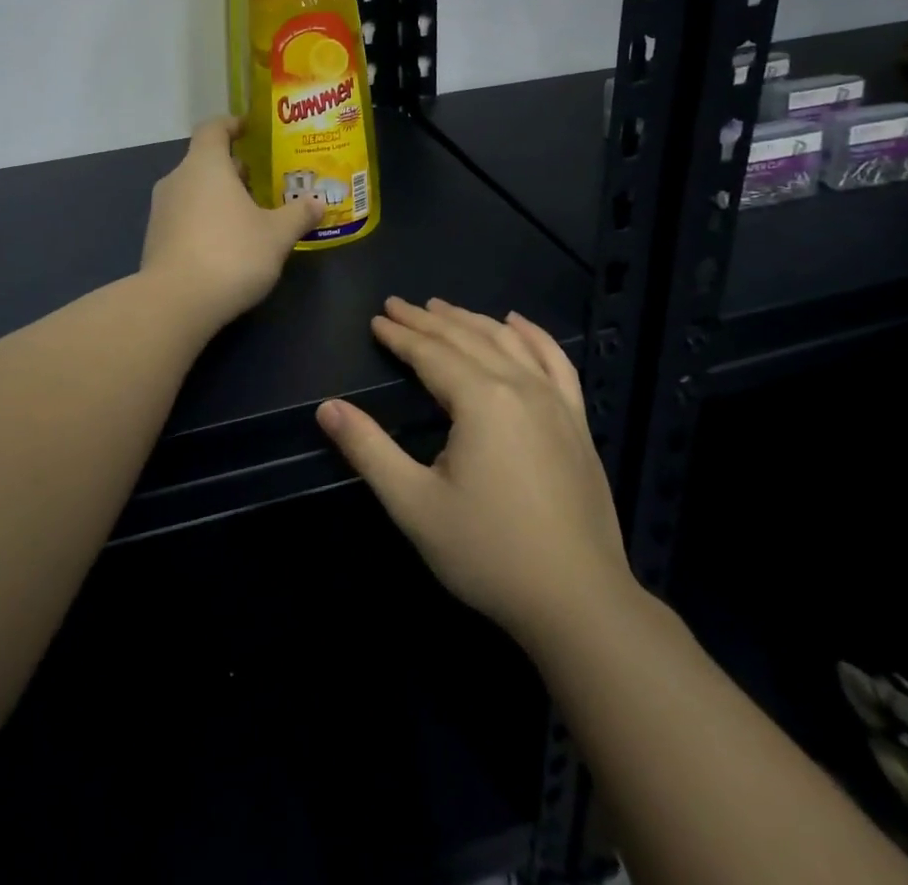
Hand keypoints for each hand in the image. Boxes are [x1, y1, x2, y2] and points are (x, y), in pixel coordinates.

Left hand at [141, 116, 322, 326]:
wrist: (175, 302)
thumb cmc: (231, 254)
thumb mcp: (276, 235)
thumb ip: (298, 215)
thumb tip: (318, 202)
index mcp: (205, 165)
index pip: (213, 128)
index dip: (232, 124)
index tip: (250, 129)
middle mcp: (177, 179)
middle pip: (204, 161)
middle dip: (233, 168)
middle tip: (263, 179)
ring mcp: (161, 210)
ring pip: (194, 190)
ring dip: (219, 195)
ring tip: (249, 212)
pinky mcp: (155, 239)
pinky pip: (184, 216)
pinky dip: (205, 219)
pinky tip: (226, 242)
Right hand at [316, 298, 633, 650]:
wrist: (579, 603)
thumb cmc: (488, 553)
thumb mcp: (414, 504)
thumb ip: (369, 449)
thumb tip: (327, 407)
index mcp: (480, 400)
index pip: (430, 353)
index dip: (400, 335)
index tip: (376, 319)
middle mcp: (519, 385)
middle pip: (466, 339)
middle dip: (428, 319)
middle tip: (398, 304)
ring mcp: (555, 401)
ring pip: (507, 342)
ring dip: (471, 320)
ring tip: (442, 307)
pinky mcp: (577, 422)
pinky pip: (556, 362)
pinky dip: (534, 335)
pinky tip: (517, 323)